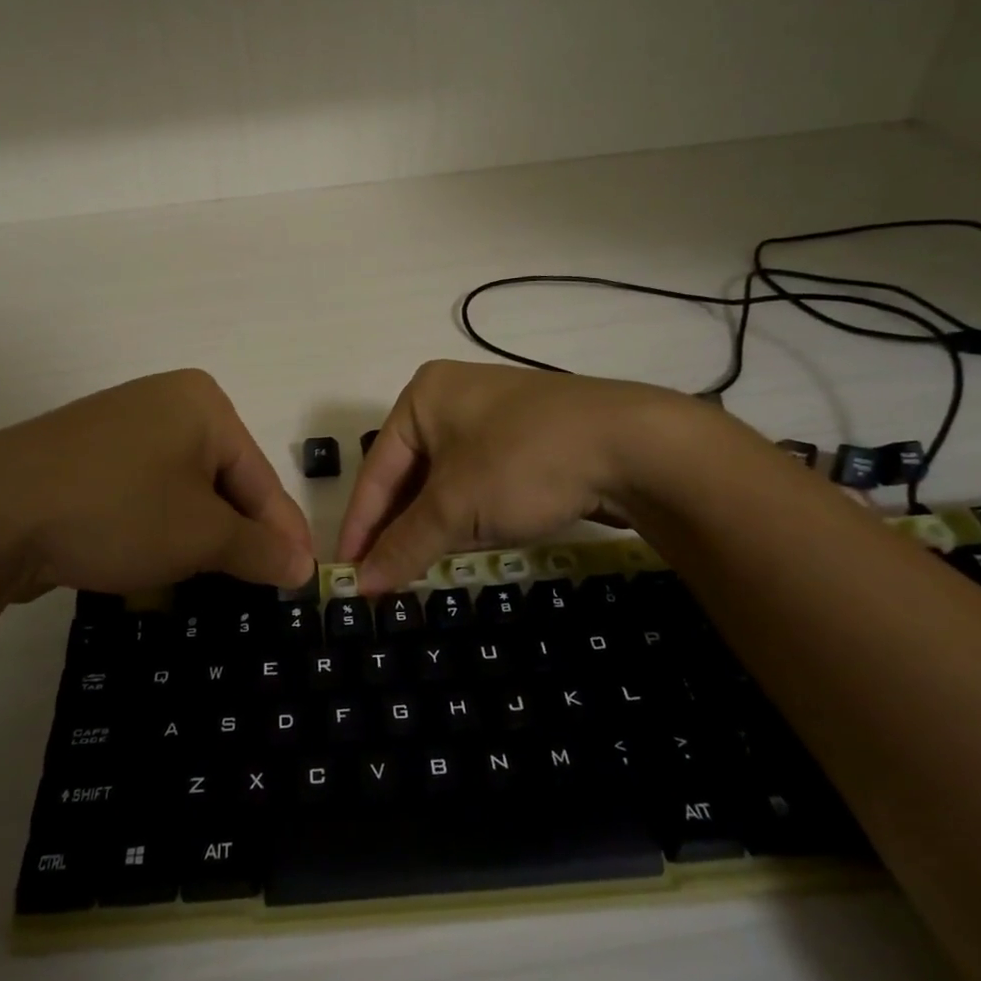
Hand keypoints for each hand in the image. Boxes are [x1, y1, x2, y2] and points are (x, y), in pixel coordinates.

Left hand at [0, 369, 313, 599]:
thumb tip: (303, 567)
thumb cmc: (117, 511)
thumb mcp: (200, 536)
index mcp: (203, 404)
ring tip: (213, 583)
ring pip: (182, 492)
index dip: (285, 533)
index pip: (260, 477)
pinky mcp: (85, 458)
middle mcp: (164, 403)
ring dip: (198, 538)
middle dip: (238, 536)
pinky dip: (157, 529)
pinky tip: (157, 564)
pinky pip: (143, 494)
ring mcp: (120, 428)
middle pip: (223, 481)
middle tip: (261, 587)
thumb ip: (259, 549)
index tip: (305, 578)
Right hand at [336, 359, 709, 591]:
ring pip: (444, 482)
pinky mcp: (526, 442)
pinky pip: (477, 483)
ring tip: (411, 569)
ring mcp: (494, 419)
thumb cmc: (524, 462)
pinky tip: (457, 547)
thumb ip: (404, 545)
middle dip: (395, 527)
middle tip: (379, 577)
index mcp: (423, 396)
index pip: (376, 468)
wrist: (635, 447)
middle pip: (408, 474)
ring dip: (429, 526)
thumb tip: (362, 584)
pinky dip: (464, 516)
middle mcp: (453, 399)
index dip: (360, 524)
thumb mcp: (456, 507)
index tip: (345, 572)